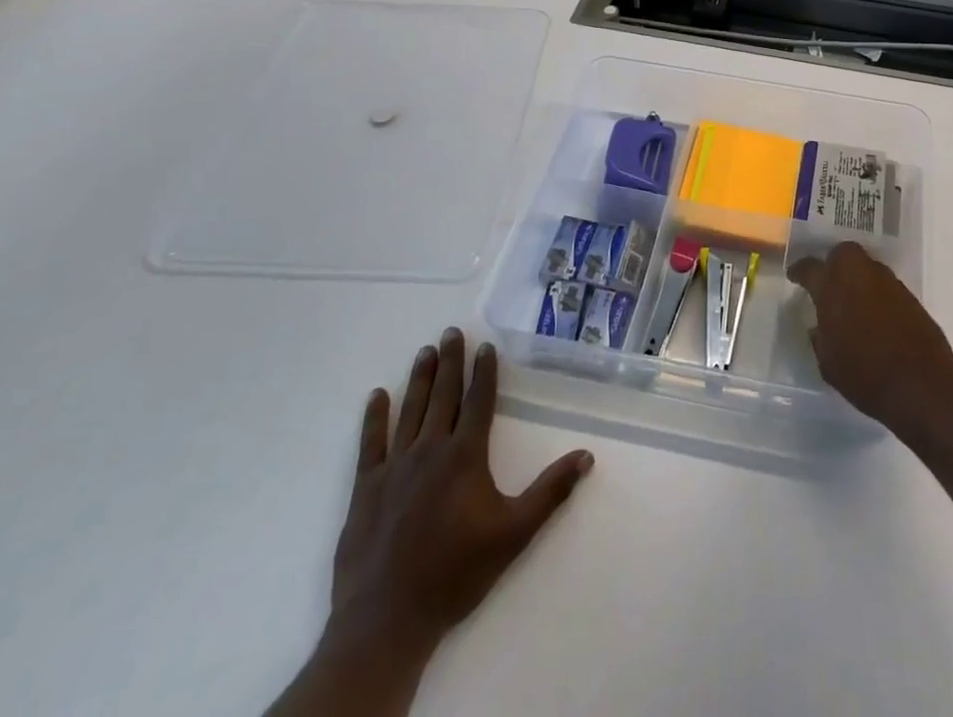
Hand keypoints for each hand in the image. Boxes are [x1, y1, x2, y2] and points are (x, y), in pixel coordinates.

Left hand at [329, 329, 593, 653]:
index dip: (484, 372)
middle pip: (443, 396)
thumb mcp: (513, 534)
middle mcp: (430, 450)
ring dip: (419, 378)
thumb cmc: (455, 573)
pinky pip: (370, 443)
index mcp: (465, 456)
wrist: (387, 620)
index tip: (484, 345)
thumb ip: (550, 492)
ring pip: (410, 410)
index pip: (478, 401)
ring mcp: (394, 467)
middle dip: (449, 362)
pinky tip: (376, 396)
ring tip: (424, 351)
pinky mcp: (365, 489)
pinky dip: (374, 417)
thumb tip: (586, 455)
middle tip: (450, 332)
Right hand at [787, 243, 952, 439]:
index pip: (810, 268)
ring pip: (866, 266)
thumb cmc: (864, 374)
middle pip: (843, 253)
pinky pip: (884, 285)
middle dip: (833, 262)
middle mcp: (859, 275)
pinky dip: (875, 293)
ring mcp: (888, 282)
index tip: (794, 275)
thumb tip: (819, 327)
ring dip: (856, 278)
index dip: (799, 271)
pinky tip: (873, 314)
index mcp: (832, 287)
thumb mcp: (828, 362)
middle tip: (828, 282)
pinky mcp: (909, 295)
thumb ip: (820, 338)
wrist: (921, 383)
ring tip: (851, 301)